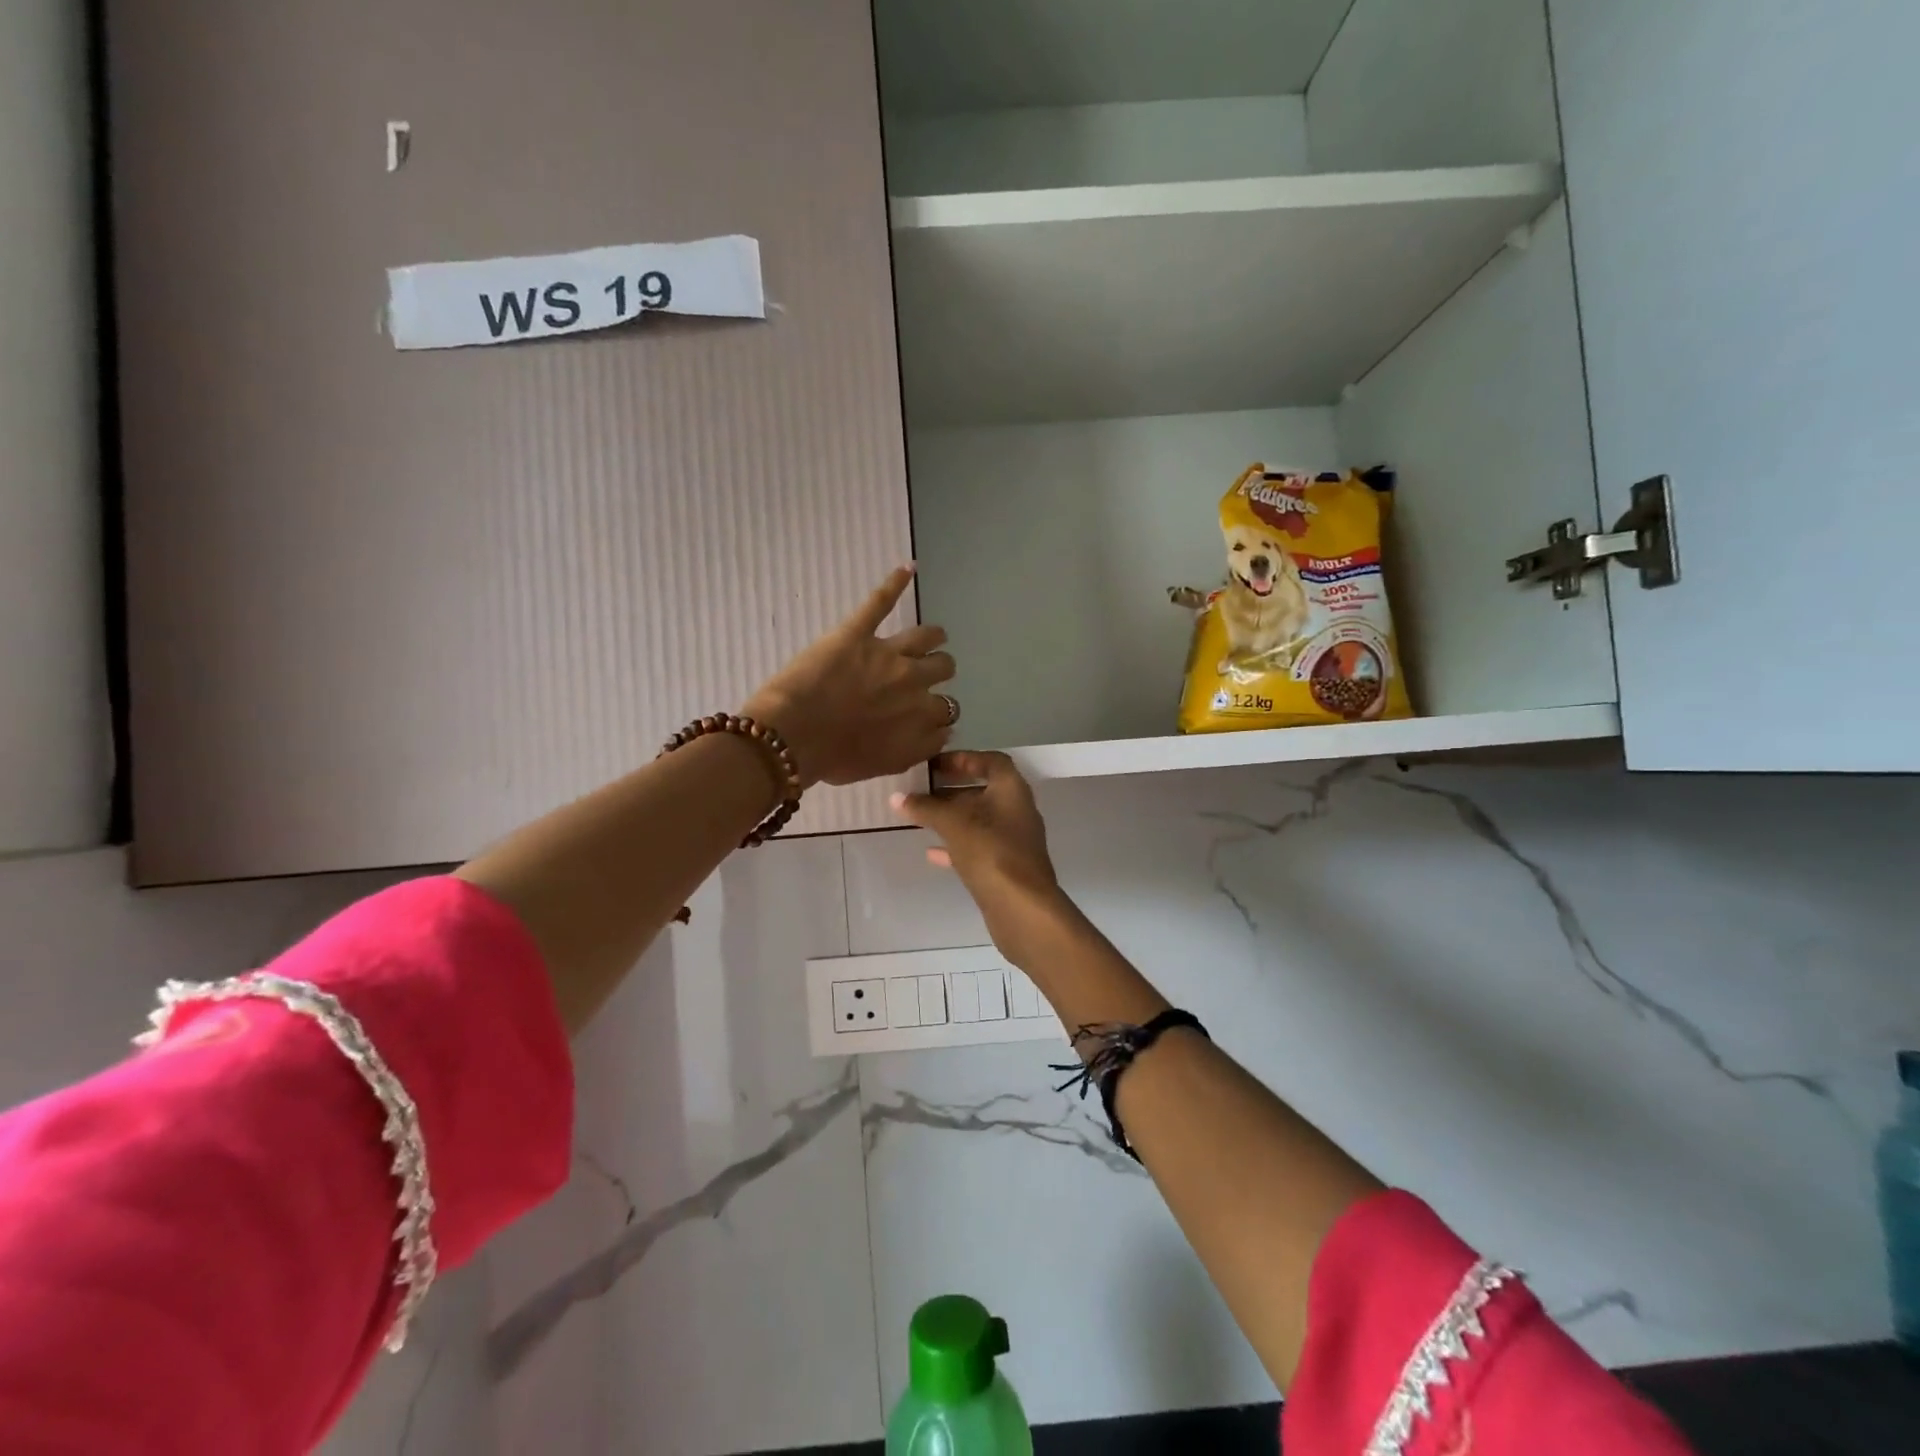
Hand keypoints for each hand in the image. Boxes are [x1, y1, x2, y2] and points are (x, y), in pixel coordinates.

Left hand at [744, 566, 956, 787]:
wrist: (794, 737)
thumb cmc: (833, 759)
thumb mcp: (884, 766)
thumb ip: (916, 750)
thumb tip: (936, 735)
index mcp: (920, 719)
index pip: (945, 713)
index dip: (936, 713)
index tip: (924, 715)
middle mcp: (914, 684)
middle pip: (943, 669)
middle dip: (937, 671)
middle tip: (924, 674)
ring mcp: (888, 654)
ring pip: (927, 637)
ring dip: (932, 637)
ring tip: (931, 636)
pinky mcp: (858, 632)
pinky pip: (881, 602)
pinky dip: (895, 583)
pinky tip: (907, 569)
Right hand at [892, 751, 1076, 966]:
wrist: (1021, 907)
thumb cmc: (990, 851)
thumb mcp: (953, 823)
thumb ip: (925, 807)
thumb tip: (897, 797)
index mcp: (1012, 789)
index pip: (991, 761)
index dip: (963, 759)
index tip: (935, 765)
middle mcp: (1017, 810)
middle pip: (984, 790)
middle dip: (952, 789)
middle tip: (921, 790)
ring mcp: (1014, 840)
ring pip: (980, 821)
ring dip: (953, 817)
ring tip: (921, 817)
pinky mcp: (1007, 867)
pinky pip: (979, 847)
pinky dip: (957, 845)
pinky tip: (931, 852)